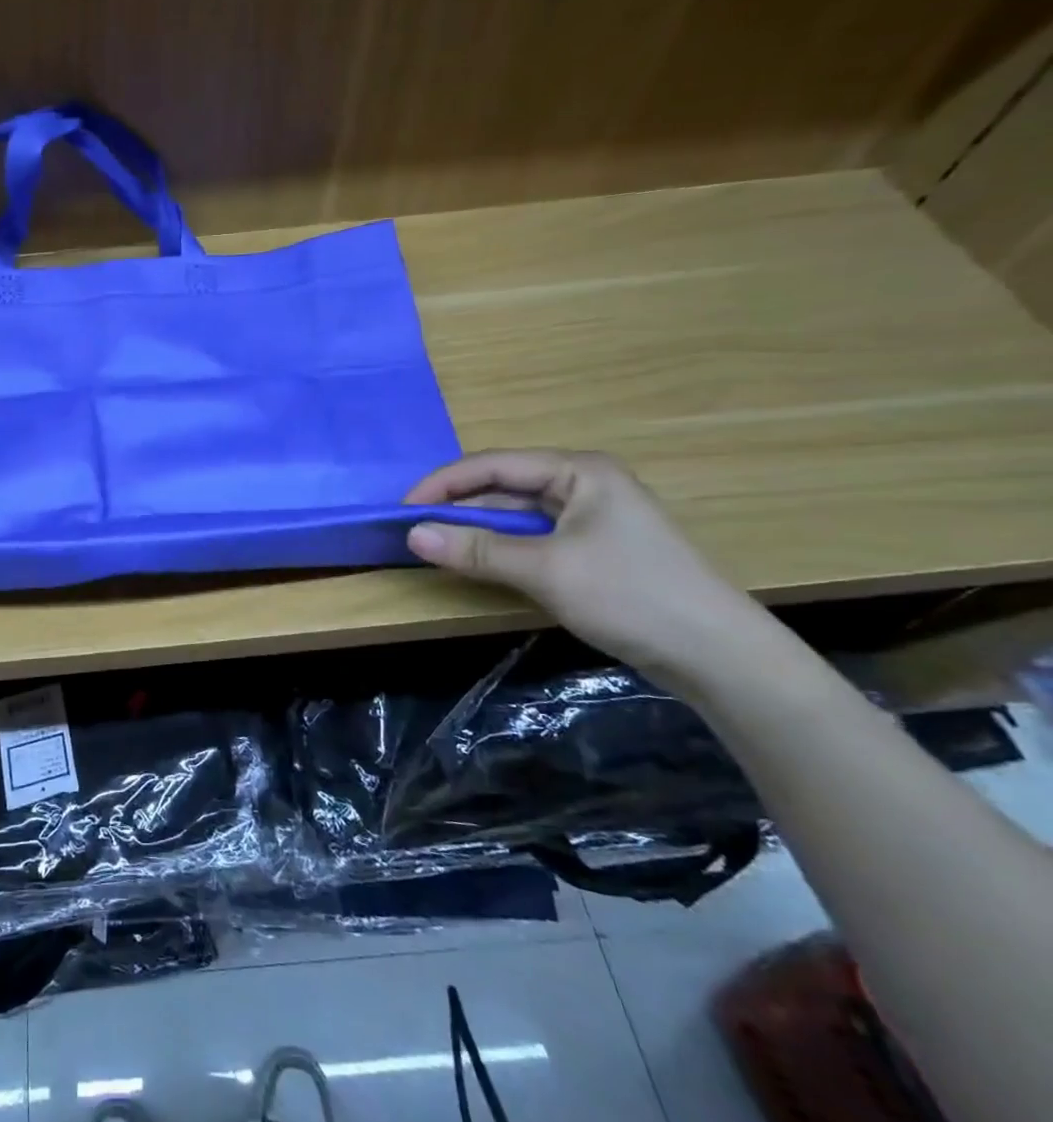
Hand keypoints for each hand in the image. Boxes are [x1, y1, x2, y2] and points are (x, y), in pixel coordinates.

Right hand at [404, 450, 773, 682]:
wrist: (717, 656)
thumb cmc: (630, 596)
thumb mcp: (545, 570)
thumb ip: (476, 550)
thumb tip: (411, 535)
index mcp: (579, 471)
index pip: (493, 464)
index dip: (443, 484)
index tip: (403, 510)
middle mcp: (584, 484)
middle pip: (503, 486)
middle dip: (458, 505)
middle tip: (414, 530)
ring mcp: (591, 518)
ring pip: (516, 514)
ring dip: (478, 529)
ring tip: (436, 545)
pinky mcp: (593, 549)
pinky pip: (532, 538)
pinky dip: (501, 547)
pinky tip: (478, 562)